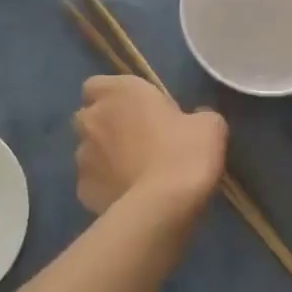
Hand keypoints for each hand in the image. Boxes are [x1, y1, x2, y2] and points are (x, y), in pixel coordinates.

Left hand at [73, 76, 228, 214]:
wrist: (164, 206)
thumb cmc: (186, 152)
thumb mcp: (209, 125)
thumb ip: (195, 115)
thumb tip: (191, 121)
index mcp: (119, 92)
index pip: (96, 85)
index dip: (113, 96)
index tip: (137, 109)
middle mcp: (92, 119)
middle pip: (90, 118)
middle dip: (106, 126)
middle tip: (137, 140)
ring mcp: (82, 157)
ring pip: (88, 152)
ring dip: (105, 158)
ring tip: (134, 173)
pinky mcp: (82, 191)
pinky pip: (94, 183)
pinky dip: (107, 187)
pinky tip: (130, 197)